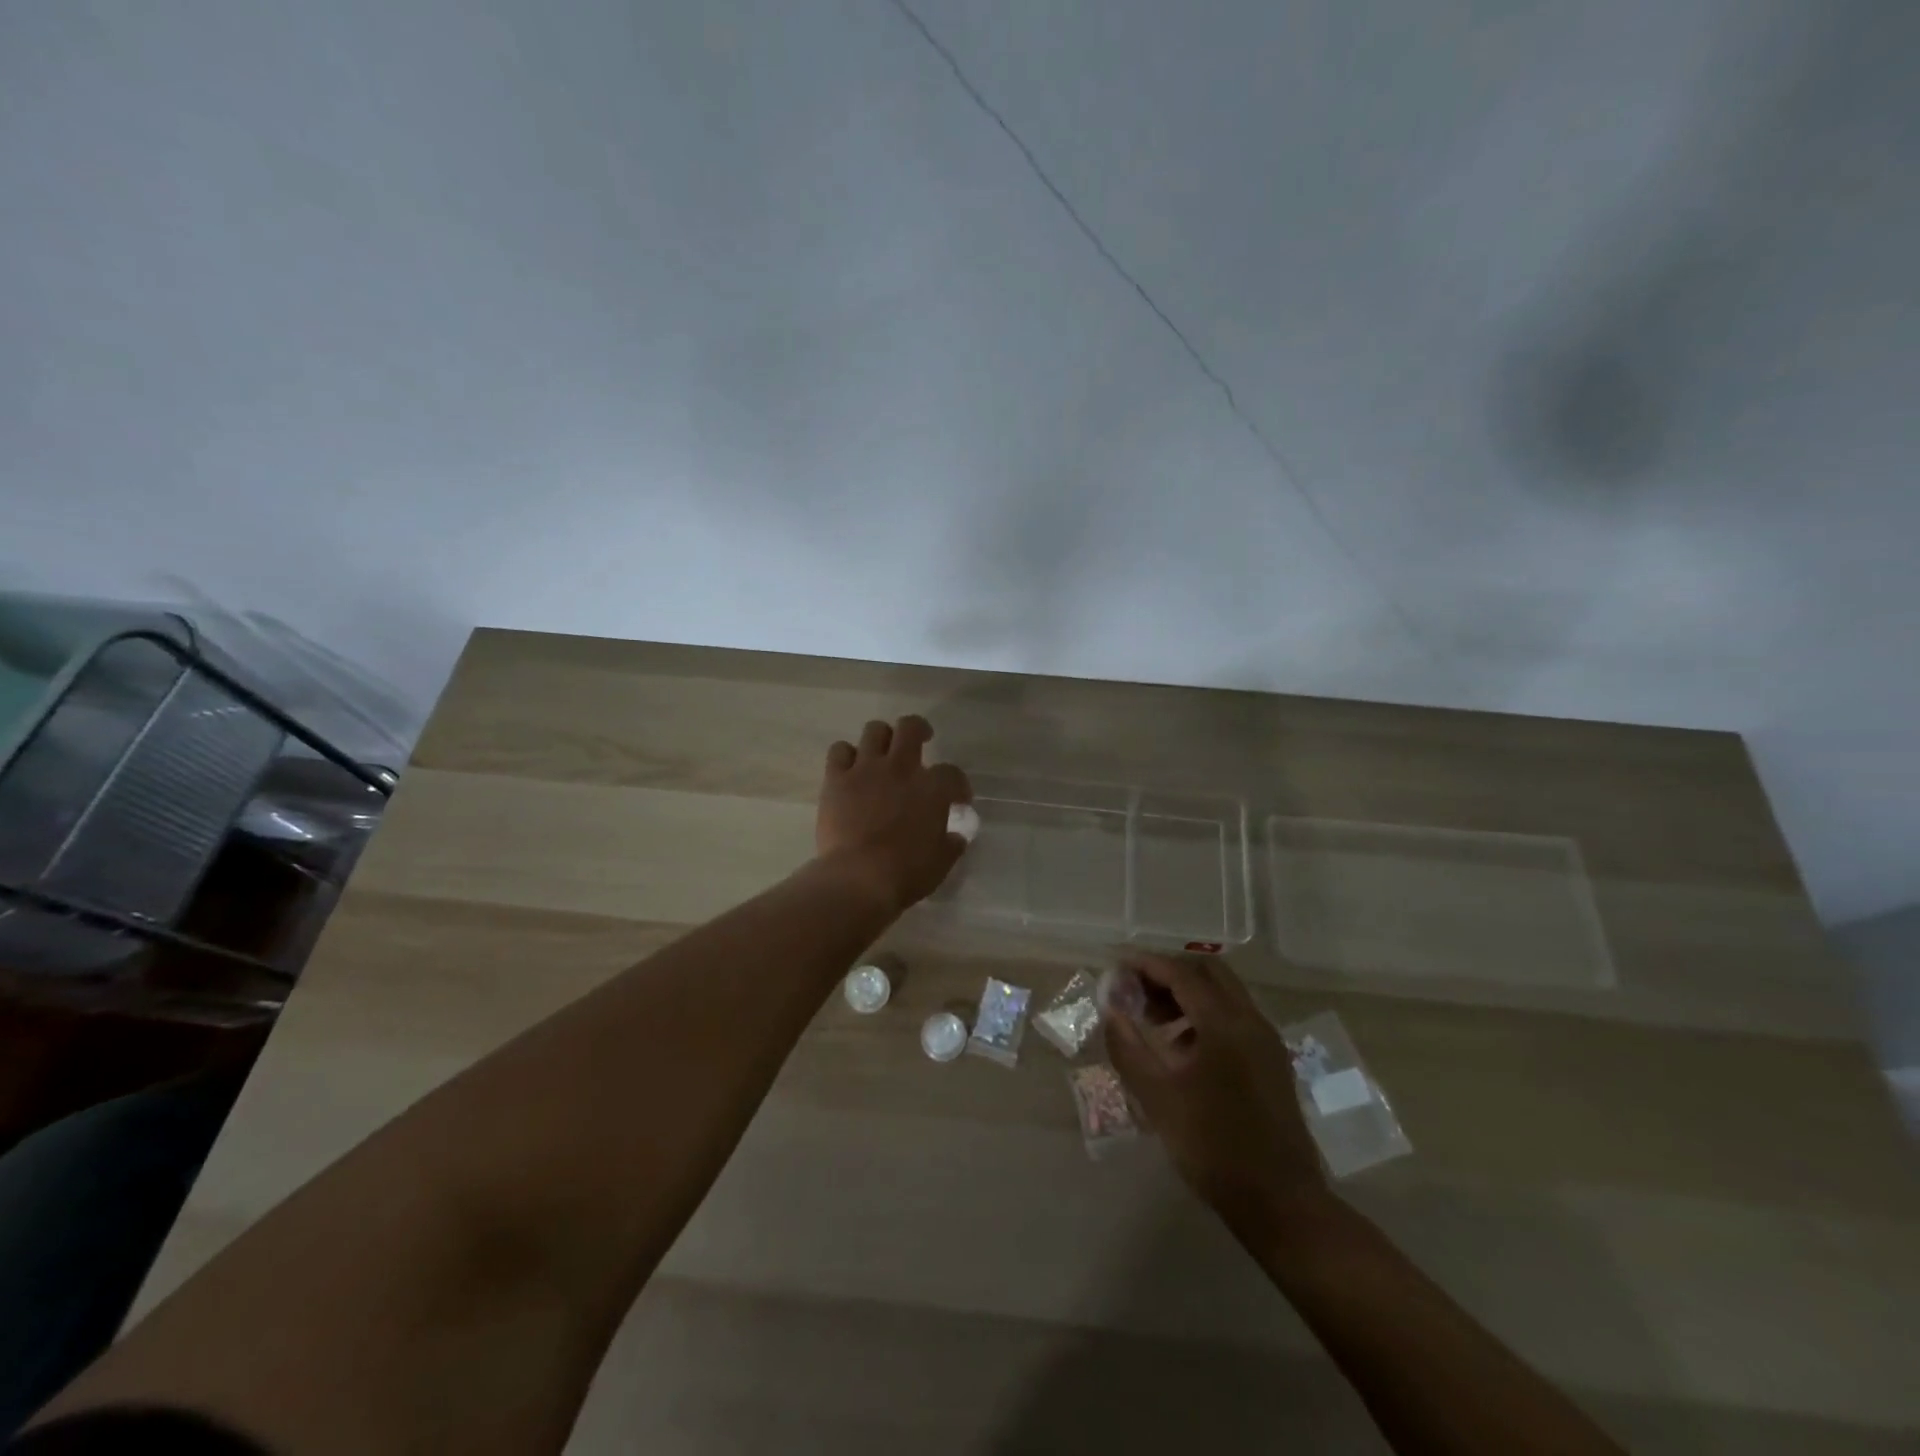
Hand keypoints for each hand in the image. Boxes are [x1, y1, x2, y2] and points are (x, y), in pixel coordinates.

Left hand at [816, 716, 971, 911]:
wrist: (859, 878)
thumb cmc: (907, 873)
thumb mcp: (941, 861)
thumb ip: (951, 843)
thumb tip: (956, 836)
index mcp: (933, 788)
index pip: (952, 773)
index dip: (958, 784)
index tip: (957, 799)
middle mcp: (901, 768)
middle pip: (911, 727)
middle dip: (919, 730)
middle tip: (921, 741)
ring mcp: (866, 769)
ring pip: (874, 730)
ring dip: (882, 738)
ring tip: (883, 753)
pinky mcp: (836, 779)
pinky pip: (839, 751)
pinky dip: (846, 756)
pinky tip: (850, 769)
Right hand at [1103, 953, 1325, 1223]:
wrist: (1281, 1203)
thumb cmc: (1214, 1148)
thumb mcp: (1158, 1098)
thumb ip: (1129, 1048)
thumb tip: (1111, 1011)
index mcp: (1225, 1024)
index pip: (1182, 974)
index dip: (1147, 965)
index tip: (1118, 967)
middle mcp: (1251, 1021)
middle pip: (1208, 972)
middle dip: (1169, 974)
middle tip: (1137, 992)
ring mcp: (1267, 1041)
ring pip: (1224, 994)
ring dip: (1188, 995)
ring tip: (1153, 1021)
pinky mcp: (1272, 1062)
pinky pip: (1235, 1018)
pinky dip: (1205, 1015)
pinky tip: (1182, 1049)